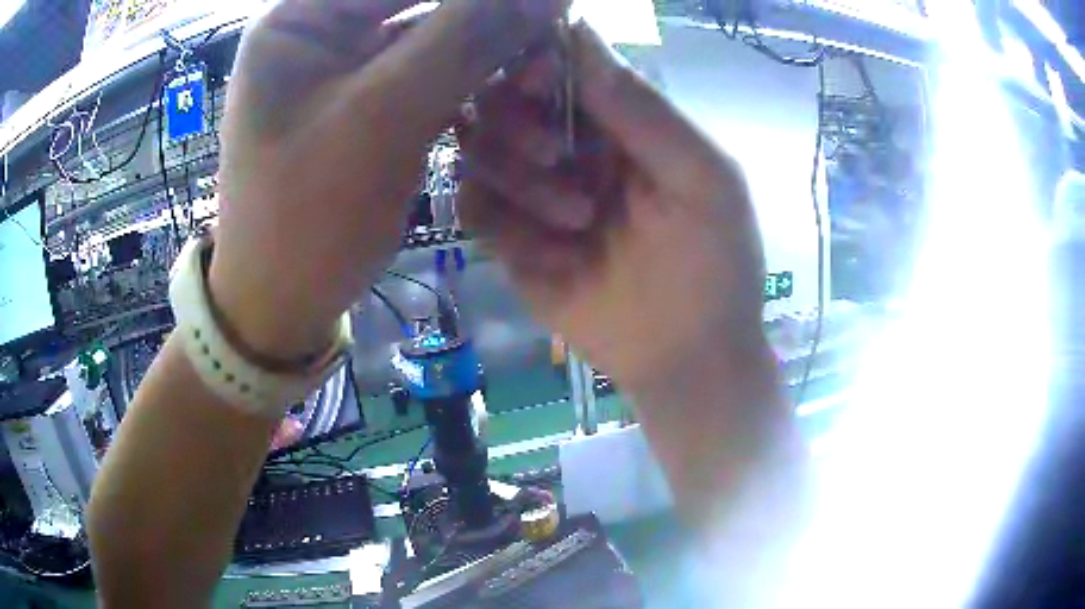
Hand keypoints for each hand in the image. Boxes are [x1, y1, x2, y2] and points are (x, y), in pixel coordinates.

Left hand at [210, 0, 567, 359]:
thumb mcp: (384, 117)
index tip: (548, 7)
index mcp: (301, 17)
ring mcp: (347, 63)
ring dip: (492, 50)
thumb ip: (467, 38)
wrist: (284, 302)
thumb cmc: (308, 216)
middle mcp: (323, 27)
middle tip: (550, 36)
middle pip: (422, 3)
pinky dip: (476, 79)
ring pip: (437, 32)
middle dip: (489, 19)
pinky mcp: (371, 97)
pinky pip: (434, 69)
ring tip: (541, 70)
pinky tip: (515, 89)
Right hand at [459, 24, 769, 395]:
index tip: (533, 81)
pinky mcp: (510, 240)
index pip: (557, 64)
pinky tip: (554, 261)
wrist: (684, 357)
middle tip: (555, 157)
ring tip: (578, 225)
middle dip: (519, 124)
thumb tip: (578, 30)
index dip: (534, 61)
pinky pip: (473, 209)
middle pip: (501, 100)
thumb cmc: (713, 265)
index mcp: (619, 120)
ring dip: (520, 181)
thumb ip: (643, 109)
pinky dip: (504, 228)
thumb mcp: (702, 180)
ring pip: (478, 151)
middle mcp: (568, 145)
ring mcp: (533, 192)